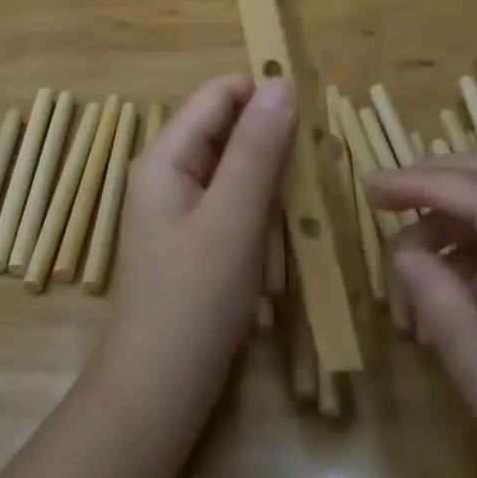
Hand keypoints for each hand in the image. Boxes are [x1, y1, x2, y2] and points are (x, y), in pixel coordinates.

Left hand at [101, 73, 294, 399]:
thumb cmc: (194, 299)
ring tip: (311, 193)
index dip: (263, 93)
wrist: (157, 394)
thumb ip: (257, 147)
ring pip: (234, 165)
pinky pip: (233, 199)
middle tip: (319, 159)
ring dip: (272, 174)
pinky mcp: (194, 237)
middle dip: (272, 137)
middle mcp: (169, 169)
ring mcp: (179, 205)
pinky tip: (289, 226)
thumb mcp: (233, 217)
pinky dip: (262, 204)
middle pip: (227, 127)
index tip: (312, 112)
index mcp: (166, 154)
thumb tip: (281, 83)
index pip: (219, 95)